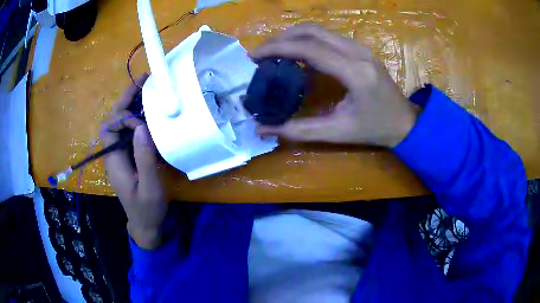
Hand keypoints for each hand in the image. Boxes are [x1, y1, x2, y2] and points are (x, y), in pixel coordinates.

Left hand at [102, 74, 166, 249]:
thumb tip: (141, 128)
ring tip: (147, 90)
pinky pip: (129, 132)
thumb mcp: (149, 187)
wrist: (145, 224)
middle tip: (144, 81)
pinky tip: (150, 113)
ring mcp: (120, 154)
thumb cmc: (147, 209)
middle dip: (126, 99)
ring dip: (132, 105)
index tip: (143, 125)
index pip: (110, 128)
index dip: (124, 118)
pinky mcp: (127, 157)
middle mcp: (113, 153)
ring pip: (120, 124)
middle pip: (113, 120)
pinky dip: (138, 118)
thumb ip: (144, 159)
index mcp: (113, 160)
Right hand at [252, 24, 417, 147]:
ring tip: (274, 52)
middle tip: (261, 53)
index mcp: (354, 71)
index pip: (309, 48)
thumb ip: (300, 130)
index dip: (277, 48)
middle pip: (312, 31)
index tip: (253, 56)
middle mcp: (357, 51)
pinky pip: (327, 36)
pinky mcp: (360, 49)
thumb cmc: (376, 128)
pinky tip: (297, 53)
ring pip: (319, 30)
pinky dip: (306, 40)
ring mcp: (360, 47)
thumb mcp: (339, 132)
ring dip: (293, 36)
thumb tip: (264, 129)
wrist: (405, 122)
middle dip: (281, 38)